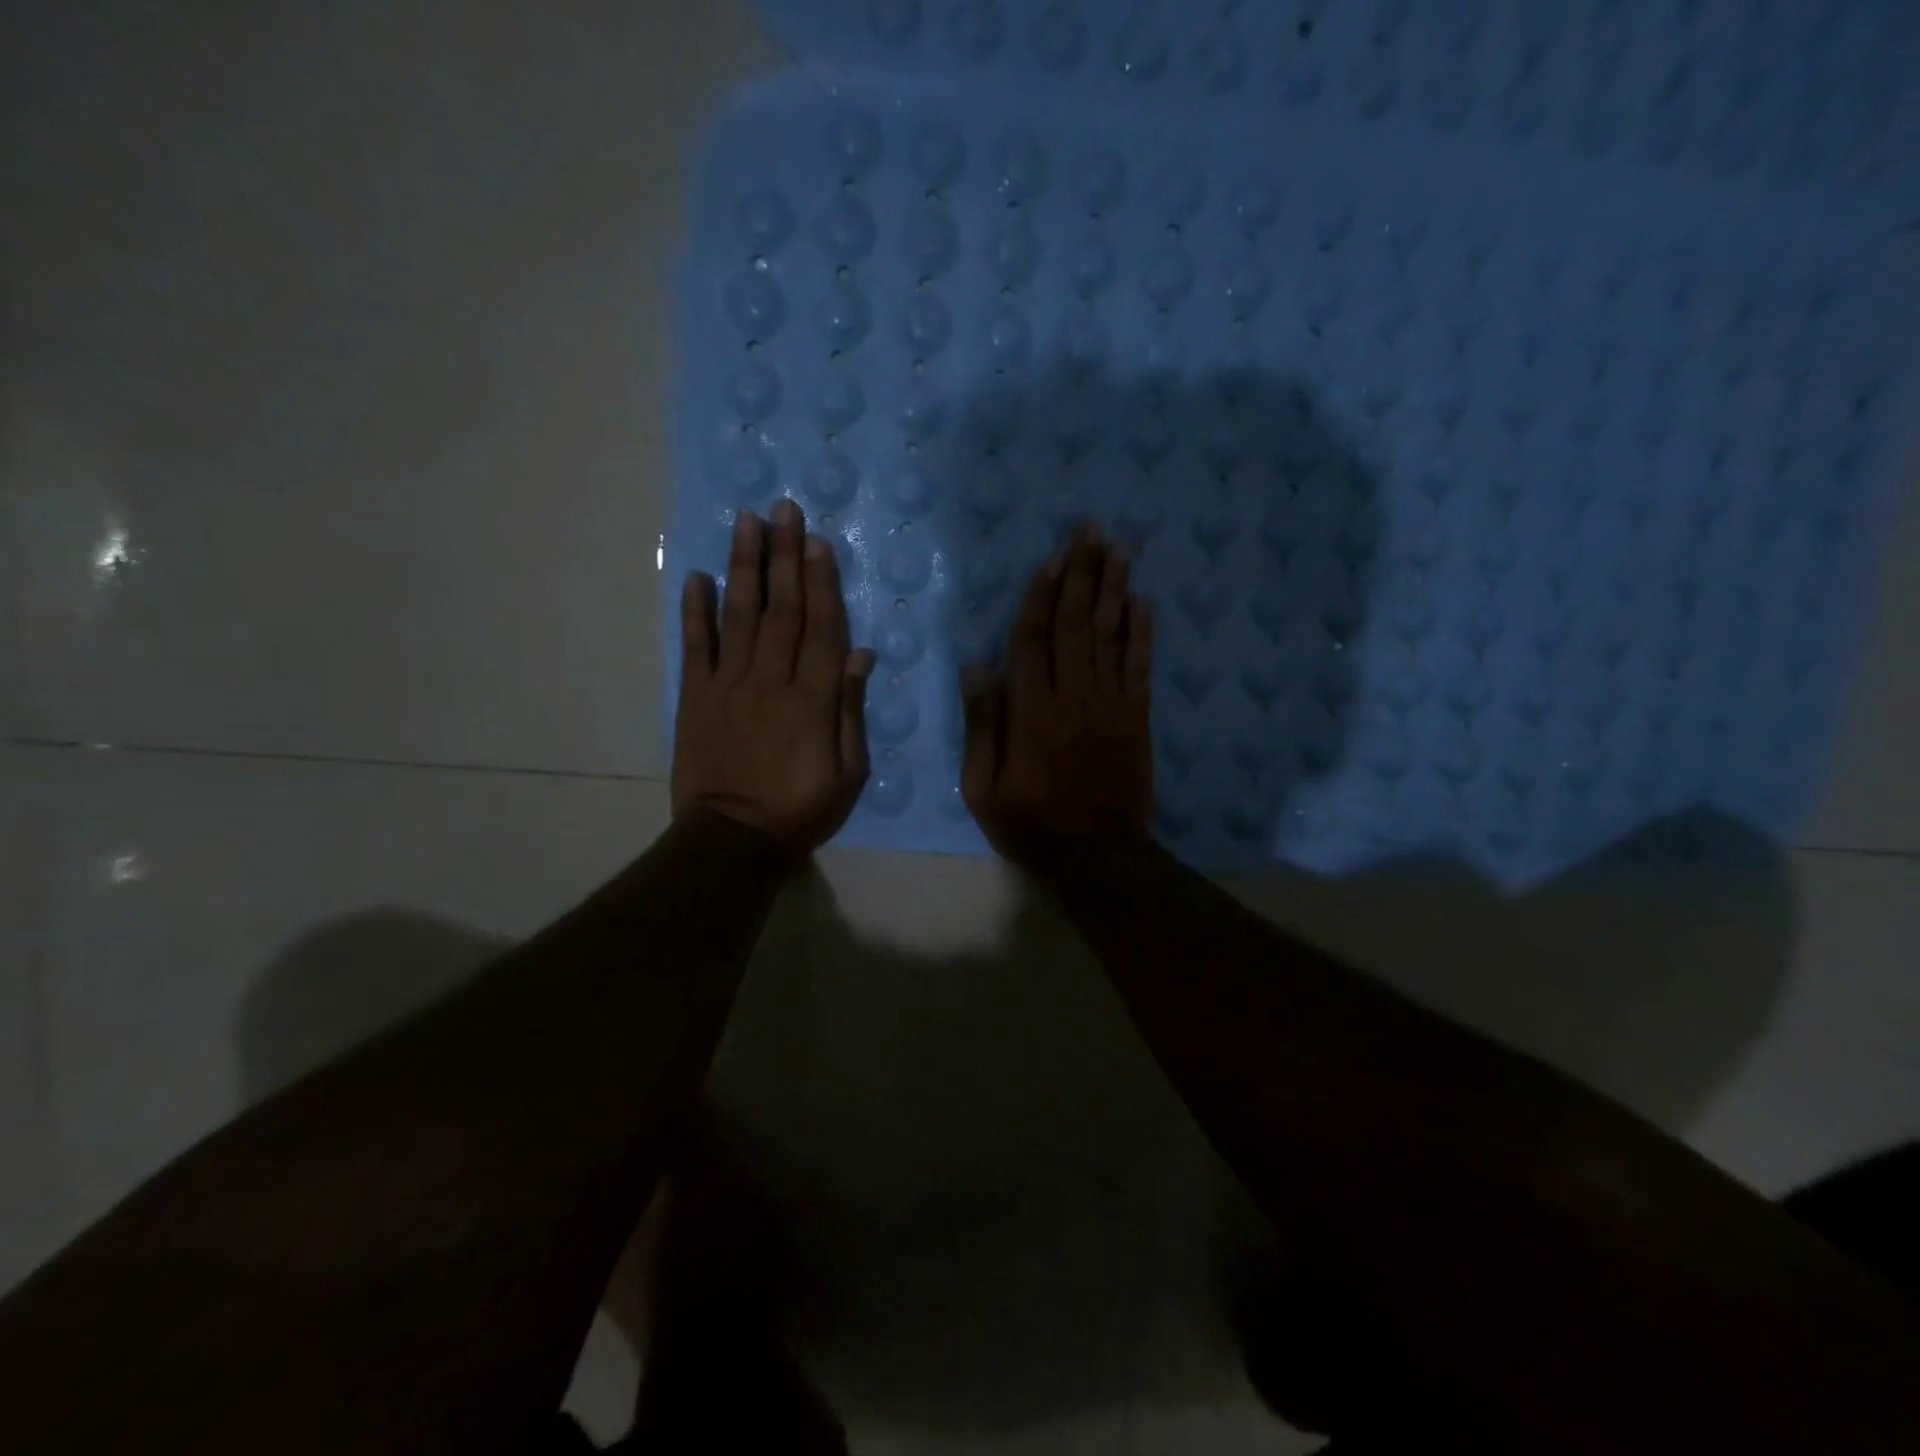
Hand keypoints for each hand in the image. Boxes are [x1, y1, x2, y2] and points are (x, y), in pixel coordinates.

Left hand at [673, 500, 875, 855]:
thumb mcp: (847, 772)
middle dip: (784, 556)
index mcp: (813, 700)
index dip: (821, 582)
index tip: (817, 541)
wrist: (732, 840)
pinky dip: (696, 611)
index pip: (821, 628)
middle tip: (783, 509)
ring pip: (740, 616)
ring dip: (744, 567)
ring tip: (746, 522)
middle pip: (781, 609)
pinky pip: (696, 647)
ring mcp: (729, 686)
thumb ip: (850, 710)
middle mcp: (771, 680)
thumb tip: (859, 656)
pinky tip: (698, 576)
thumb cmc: (800, 809)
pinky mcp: (696, 698)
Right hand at [960, 527, 1153, 869]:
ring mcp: (1110, 705)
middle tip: (1091, 530)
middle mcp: (1073, 696)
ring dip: (1113, 589)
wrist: (1098, 857)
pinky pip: (1139, 667)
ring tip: (1118, 549)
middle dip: (1082, 573)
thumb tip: (976, 667)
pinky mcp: (1137, 718)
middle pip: (1076, 624)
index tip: (1052, 556)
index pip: (1033, 639)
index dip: (1042, 595)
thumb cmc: (1032, 824)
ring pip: (1110, 636)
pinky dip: (1141, 632)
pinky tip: (1142, 602)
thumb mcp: (983, 787)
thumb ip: (982, 726)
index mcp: (1032, 711)